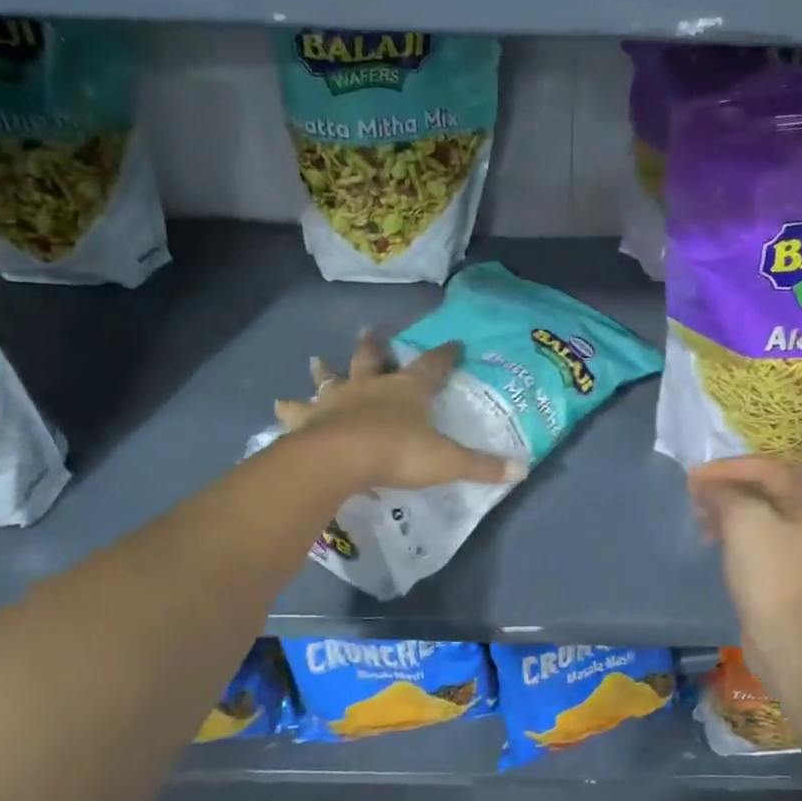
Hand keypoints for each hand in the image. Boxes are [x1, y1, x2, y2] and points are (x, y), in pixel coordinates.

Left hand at [276, 331, 524, 492]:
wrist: (341, 459)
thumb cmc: (399, 453)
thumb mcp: (447, 461)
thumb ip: (482, 466)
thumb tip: (522, 470)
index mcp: (408, 390)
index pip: (433, 366)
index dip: (446, 355)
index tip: (454, 343)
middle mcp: (371, 386)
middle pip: (374, 358)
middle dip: (376, 345)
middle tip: (373, 331)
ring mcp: (337, 399)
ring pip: (331, 377)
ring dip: (325, 370)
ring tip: (316, 360)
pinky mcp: (310, 418)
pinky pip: (297, 411)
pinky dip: (289, 408)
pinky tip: (279, 406)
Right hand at [689, 457, 801, 651]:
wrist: (784, 635)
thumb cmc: (768, 571)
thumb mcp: (743, 520)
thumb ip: (724, 491)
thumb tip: (706, 483)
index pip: (767, 467)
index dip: (727, 467)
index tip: (693, 474)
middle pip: (765, 486)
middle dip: (726, 486)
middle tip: (694, 491)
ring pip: (759, 510)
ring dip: (726, 507)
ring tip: (699, 515)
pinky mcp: (788, 563)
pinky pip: (758, 532)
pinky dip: (734, 528)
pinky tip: (711, 536)